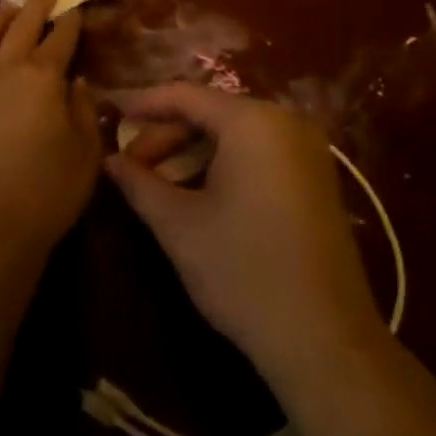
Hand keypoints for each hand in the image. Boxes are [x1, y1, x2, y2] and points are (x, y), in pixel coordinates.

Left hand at [0, 0, 102, 276]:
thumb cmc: (46, 193)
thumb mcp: (86, 154)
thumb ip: (84, 110)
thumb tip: (77, 81)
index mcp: (42, 77)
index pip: (61, 38)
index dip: (71, 21)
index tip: (76, 9)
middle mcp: (2, 71)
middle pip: (20, 27)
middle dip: (36, 6)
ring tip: (6, 11)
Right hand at [105, 84, 383, 385]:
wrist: (325, 340)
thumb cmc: (242, 271)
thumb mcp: (178, 225)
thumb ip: (139, 183)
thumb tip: (110, 160)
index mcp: (252, 122)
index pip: (185, 96)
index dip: (144, 104)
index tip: (110, 115)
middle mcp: (285, 122)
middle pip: (211, 113)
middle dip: (166, 136)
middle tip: (131, 166)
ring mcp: (307, 150)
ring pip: (234, 135)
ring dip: (192, 153)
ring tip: (157, 184)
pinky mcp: (317, 179)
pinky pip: (259, 154)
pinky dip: (223, 165)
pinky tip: (198, 195)